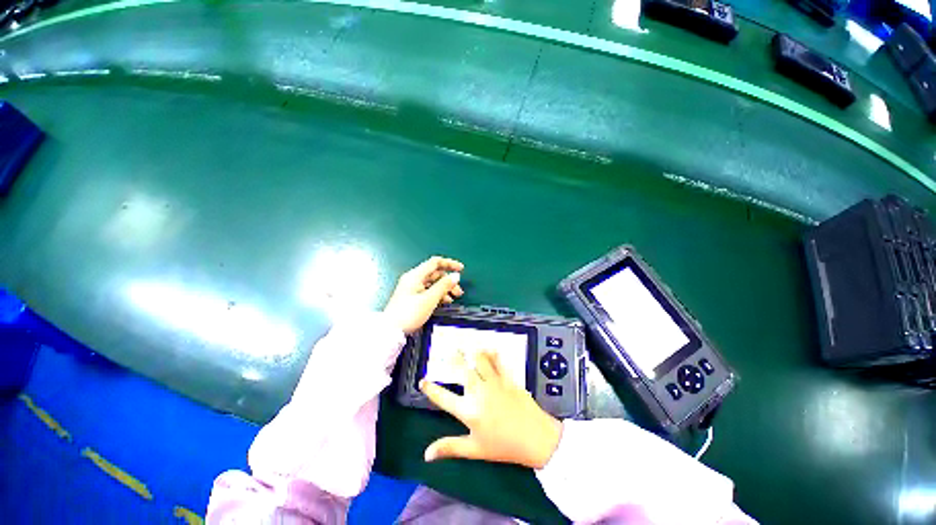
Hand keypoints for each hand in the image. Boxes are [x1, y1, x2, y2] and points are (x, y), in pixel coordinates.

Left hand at [383, 256, 464, 333]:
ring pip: (432, 283)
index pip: (435, 262)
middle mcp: (413, 279)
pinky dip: (437, 294)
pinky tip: (443, 302)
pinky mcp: (412, 297)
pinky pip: (428, 291)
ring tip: (453, 298)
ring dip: (444, 289)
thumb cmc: (409, 313)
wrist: (390, 331)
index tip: (461, 269)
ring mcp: (412, 288)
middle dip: (448, 280)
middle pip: (435, 274)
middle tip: (458, 292)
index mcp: (415, 275)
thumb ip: (444, 286)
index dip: (449, 264)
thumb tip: (456, 275)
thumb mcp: (429, 299)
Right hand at [420, 351, 562, 468]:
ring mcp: (494, 383)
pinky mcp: (507, 378)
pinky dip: (492, 353)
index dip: (430, 389)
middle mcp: (478, 392)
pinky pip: (498, 361)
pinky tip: (489, 348)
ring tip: (467, 345)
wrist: (534, 439)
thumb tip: (426, 454)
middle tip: (449, 349)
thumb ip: (450, 448)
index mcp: (468, 411)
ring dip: (472, 352)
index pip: (443, 398)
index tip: (422, 381)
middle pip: (462, 370)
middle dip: (454, 358)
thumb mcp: (475, 450)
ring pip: (480, 361)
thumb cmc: (503, 446)